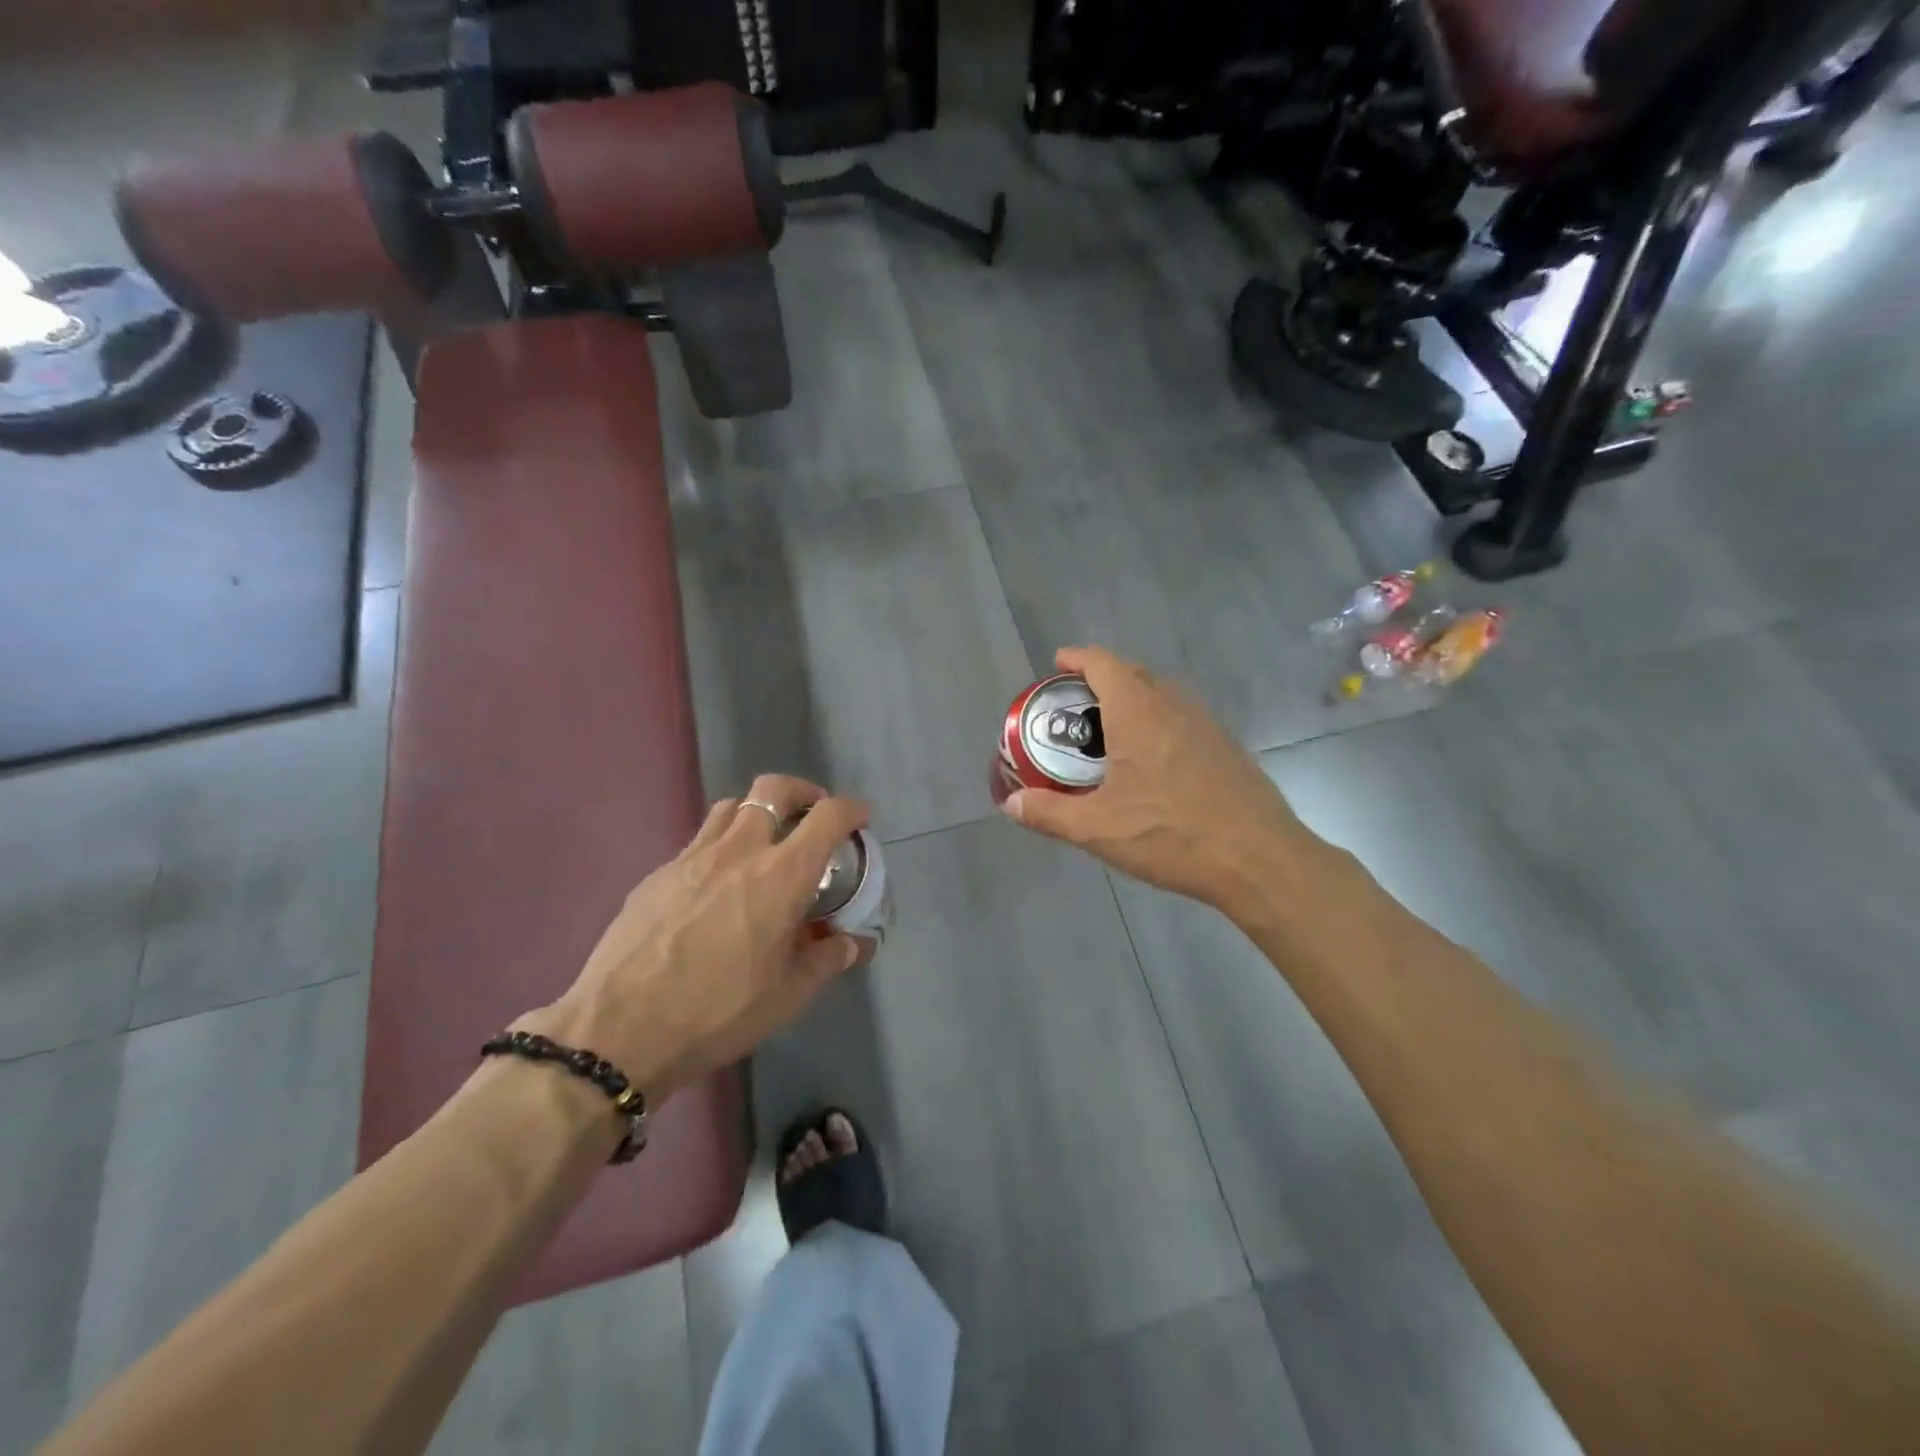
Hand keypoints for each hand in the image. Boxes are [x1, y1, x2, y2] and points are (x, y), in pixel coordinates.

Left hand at [523, 775, 870, 1103]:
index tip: (860, 819)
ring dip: (757, 811)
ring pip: (730, 806)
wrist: (621, 1029)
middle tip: (811, 815)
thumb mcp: (790, 994)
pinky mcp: (657, 874)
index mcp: (782, 875)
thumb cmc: (720, 1011)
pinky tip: (716, 885)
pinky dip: (720, 845)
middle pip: (773, 789)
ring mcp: (692, 857)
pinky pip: (698, 840)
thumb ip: (829, 958)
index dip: (851, 810)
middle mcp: (739, 850)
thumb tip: (856, 942)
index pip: (828, 817)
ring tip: (764, 842)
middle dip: (802, 792)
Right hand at [1002, 646, 1314, 913]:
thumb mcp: (1098, 829)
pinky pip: (1181, 716)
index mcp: (1138, 711)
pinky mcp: (1225, 745)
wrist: (1258, 859)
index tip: (1057, 666)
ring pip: (1160, 694)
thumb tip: (1011, 804)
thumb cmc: (1171, 834)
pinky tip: (1151, 762)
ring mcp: (1205, 722)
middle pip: (1131, 672)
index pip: (1102, 663)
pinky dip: (1156, 721)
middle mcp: (1173, 704)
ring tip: (1108, 733)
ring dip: (1131, 700)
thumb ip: (1049, 813)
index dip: (1076, 659)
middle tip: (1075, 707)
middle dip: (1100, 680)